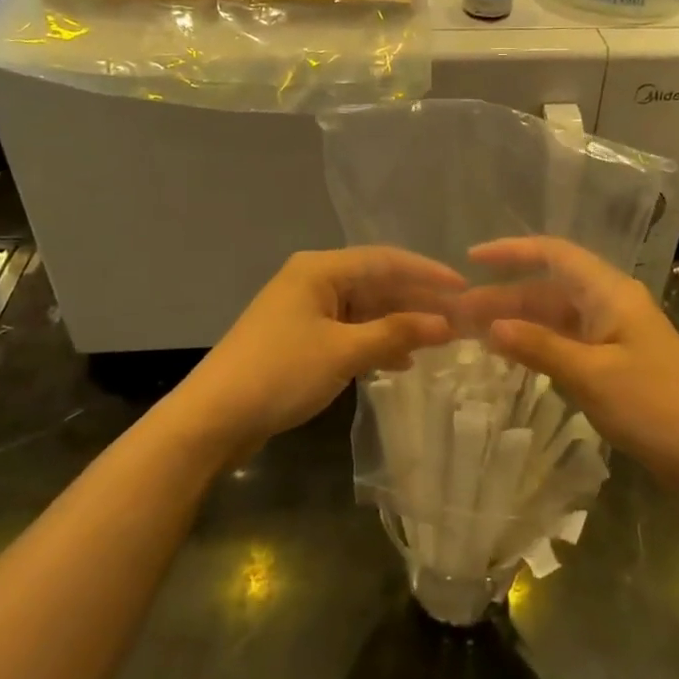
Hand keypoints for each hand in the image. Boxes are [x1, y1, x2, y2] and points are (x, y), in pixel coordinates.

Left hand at [178, 247, 462, 459]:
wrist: (213, 418)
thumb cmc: (280, 373)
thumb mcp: (344, 352)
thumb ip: (396, 333)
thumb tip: (447, 324)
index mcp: (320, 269)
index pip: (385, 260)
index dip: (427, 274)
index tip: (465, 289)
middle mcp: (313, 281)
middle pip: (376, 283)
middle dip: (417, 302)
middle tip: (460, 320)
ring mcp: (305, 311)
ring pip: (365, 309)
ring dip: (400, 324)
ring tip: (440, 341)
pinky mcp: (300, 339)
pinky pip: (350, 331)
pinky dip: (376, 342)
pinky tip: (401, 361)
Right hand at [460, 237, 678, 487]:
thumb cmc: (653, 406)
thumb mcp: (590, 375)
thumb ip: (539, 346)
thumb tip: (491, 326)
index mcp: (610, 292)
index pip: (554, 254)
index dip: (512, 252)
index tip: (471, 259)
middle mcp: (610, 302)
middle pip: (549, 287)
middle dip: (504, 295)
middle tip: (459, 314)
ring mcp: (612, 331)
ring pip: (555, 314)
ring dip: (518, 320)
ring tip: (474, 333)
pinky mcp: (613, 358)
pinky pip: (565, 338)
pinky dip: (537, 342)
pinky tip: (510, 353)